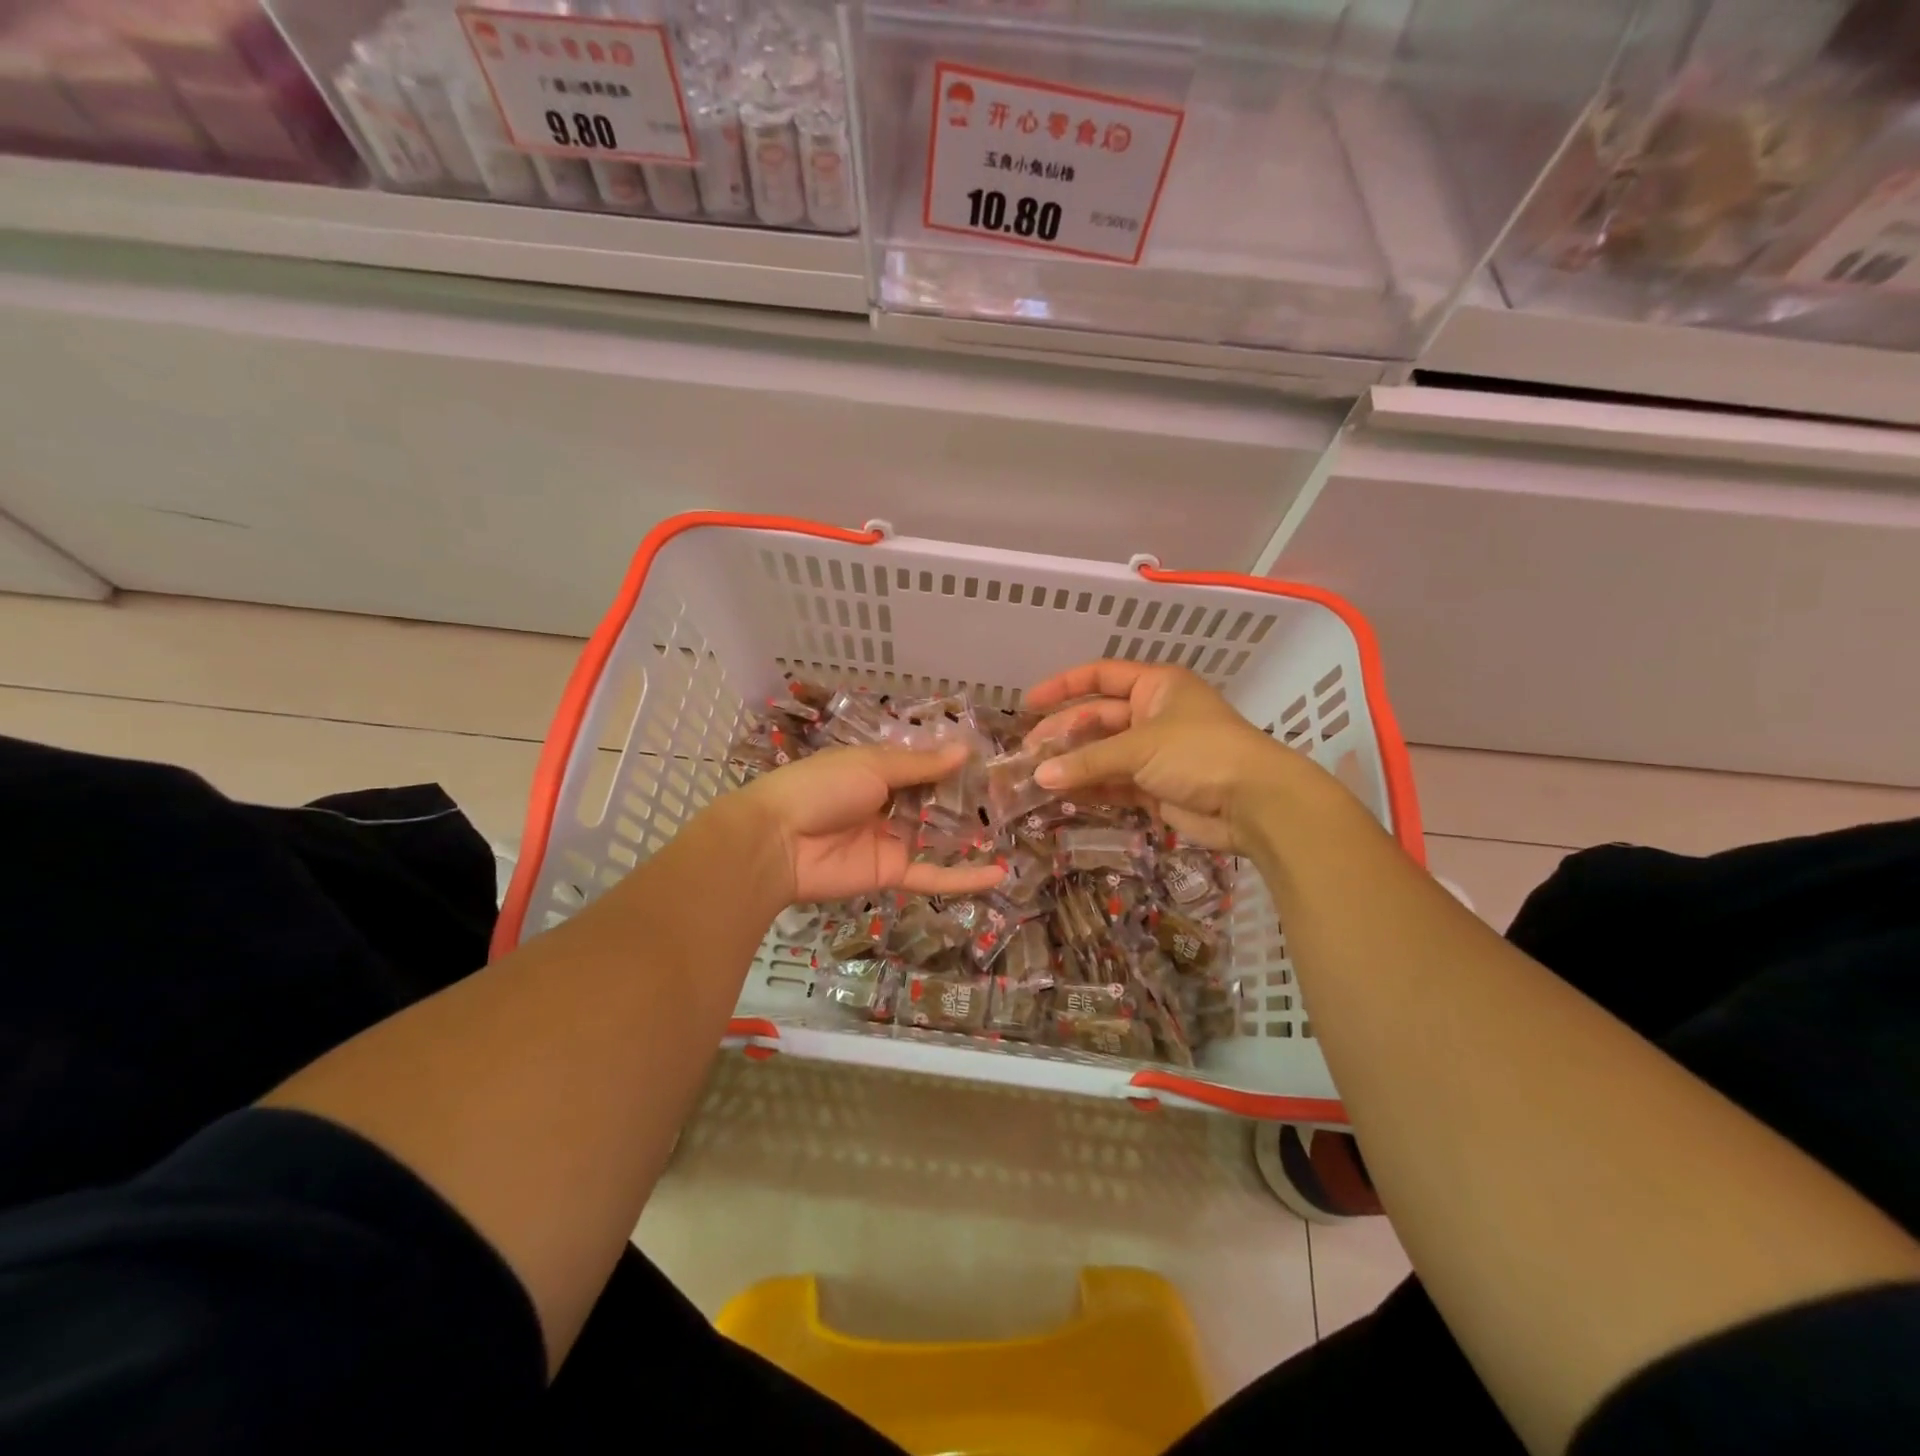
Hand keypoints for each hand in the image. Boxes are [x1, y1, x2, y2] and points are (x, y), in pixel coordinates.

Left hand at [739, 745, 1006, 904]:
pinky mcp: (892, 873)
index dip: (953, 764)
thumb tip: (963, 750)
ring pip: (938, 837)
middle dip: (969, 799)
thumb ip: (920, 765)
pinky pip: (933, 874)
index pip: (922, 765)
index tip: (992, 760)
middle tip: (1014, 795)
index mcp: (876, 770)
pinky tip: (998, 873)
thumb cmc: (822, 788)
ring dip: (972, 835)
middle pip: (934, 801)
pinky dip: (964, 877)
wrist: (777, 841)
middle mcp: (887, 803)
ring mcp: (891, 840)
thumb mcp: (872, 766)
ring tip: (1016, 828)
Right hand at [1025, 660, 1318, 855]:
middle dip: (1063, 733)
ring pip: (1103, 754)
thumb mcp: (1139, 747)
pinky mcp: (1156, 787)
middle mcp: (1153, 714)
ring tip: (1035, 777)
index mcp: (1155, 686)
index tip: (1028, 703)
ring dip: (1073, 764)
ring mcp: (1155, 753)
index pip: (1100, 676)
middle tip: (1028, 753)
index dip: (1063, 686)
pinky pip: (1114, 784)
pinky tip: (1061, 795)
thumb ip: (1088, 761)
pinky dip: (1090, 788)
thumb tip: (1039, 776)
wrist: (1254, 803)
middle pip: (1097, 718)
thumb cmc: (1199, 753)